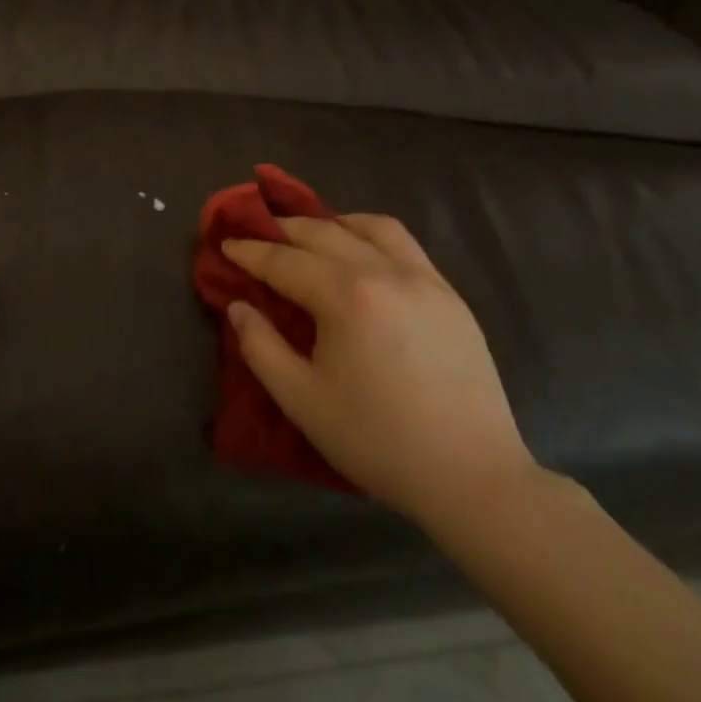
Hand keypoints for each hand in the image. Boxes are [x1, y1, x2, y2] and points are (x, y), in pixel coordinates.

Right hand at [222, 214, 537, 525]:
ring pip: (369, 226)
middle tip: (258, 233)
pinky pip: (404, 244)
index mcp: (345, 296)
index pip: (284, 260)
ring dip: (331, 223)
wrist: (474, 478)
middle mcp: (384, 272)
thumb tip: (238, 307)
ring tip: (312, 236)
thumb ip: (261, 347)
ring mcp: (423, 279)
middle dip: (283, 229)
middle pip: (322, 232)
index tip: (226, 243)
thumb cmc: (378, 441)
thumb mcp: (302, 400)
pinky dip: (371, 235)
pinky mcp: (450, 296)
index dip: (250, 251)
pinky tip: (362, 254)